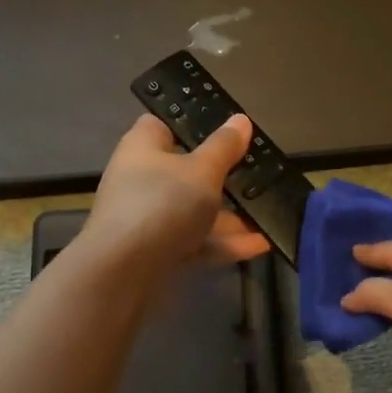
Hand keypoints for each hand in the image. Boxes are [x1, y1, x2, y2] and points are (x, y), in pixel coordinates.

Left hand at [82, 113, 270, 274]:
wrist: (123, 272)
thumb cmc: (162, 204)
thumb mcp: (203, 171)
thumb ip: (224, 147)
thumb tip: (240, 120)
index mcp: (143, 147)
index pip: (164, 125)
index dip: (193, 126)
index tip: (227, 133)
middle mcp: (142, 179)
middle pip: (186, 172)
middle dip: (222, 178)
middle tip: (258, 177)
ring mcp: (148, 218)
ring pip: (194, 211)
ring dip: (230, 217)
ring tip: (267, 217)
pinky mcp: (157, 251)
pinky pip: (195, 241)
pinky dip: (223, 243)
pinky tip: (260, 245)